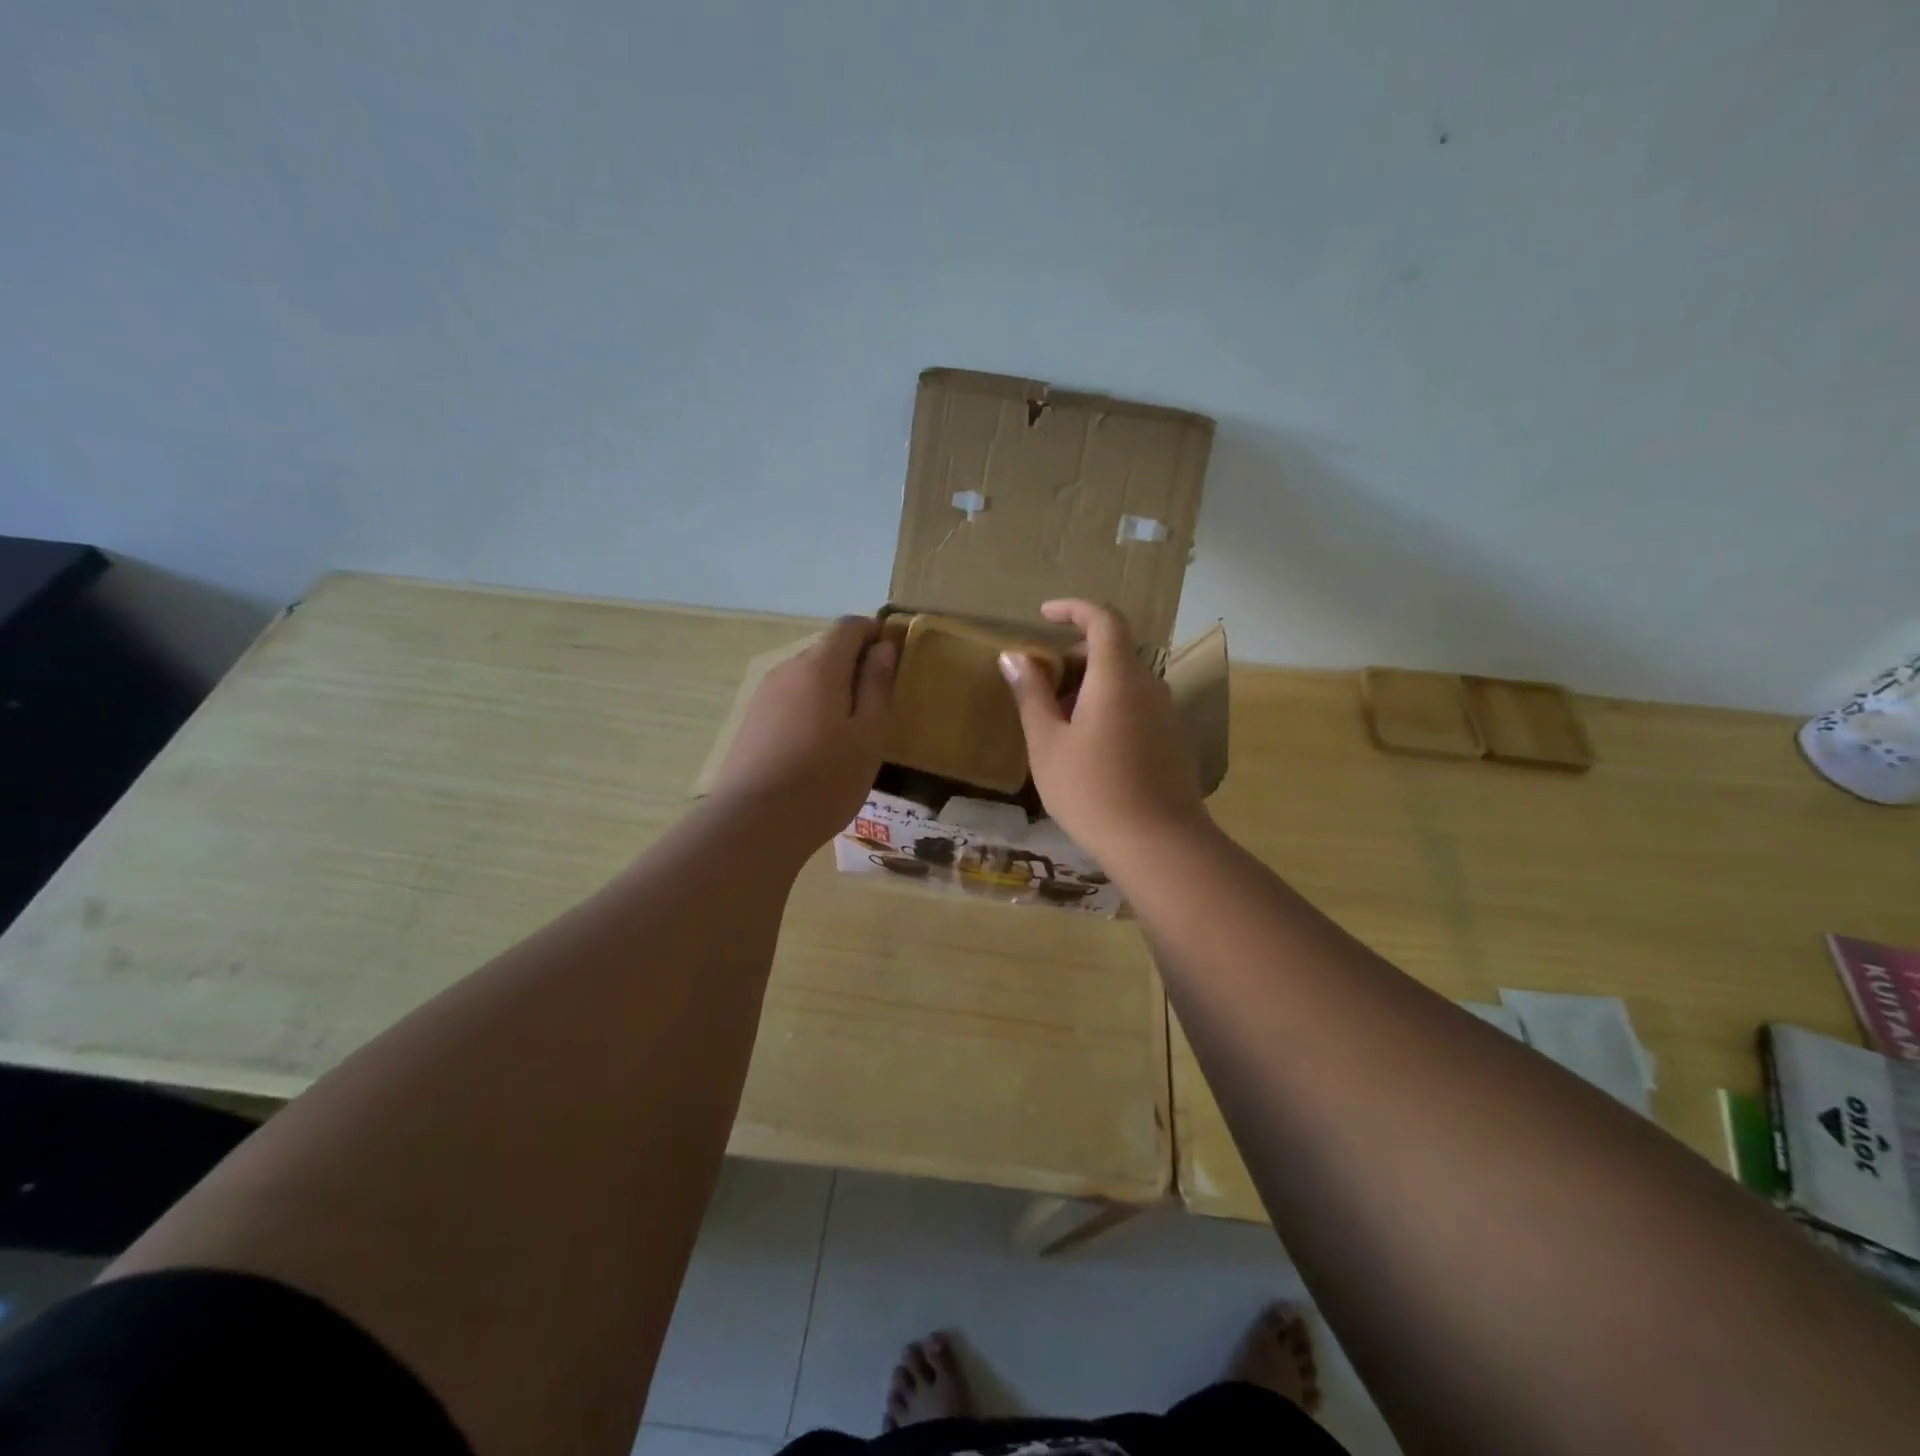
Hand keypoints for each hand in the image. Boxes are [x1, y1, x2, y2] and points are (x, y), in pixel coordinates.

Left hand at [708, 616, 894, 852]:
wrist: (754, 823)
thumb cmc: (825, 780)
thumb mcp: (868, 735)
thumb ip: (876, 686)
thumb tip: (883, 647)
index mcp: (819, 666)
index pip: (849, 625)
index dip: (874, 634)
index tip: (893, 661)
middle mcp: (787, 669)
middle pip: (826, 650)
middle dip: (854, 666)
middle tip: (877, 707)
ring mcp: (764, 695)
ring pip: (807, 677)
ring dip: (831, 691)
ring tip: (848, 734)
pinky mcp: (751, 721)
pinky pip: (789, 700)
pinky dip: (809, 710)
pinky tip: (817, 749)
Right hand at [999, 599, 1208, 861]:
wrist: (1159, 844)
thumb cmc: (1091, 790)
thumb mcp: (1047, 743)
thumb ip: (1031, 694)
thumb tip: (1013, 656)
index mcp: (1118, 676)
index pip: (1103, 619)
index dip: (1073, 609)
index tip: (1044, 615)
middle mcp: (1150, 685)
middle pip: (1113, 651)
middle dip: (1075, 657)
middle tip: (1042, 686)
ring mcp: (1166, 714)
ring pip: (1125, 681)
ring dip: (1090, 686)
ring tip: (1059, 724)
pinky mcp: (1173, 740)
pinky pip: (1137, 705)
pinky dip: (1109, 707)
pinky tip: (1089, 749)